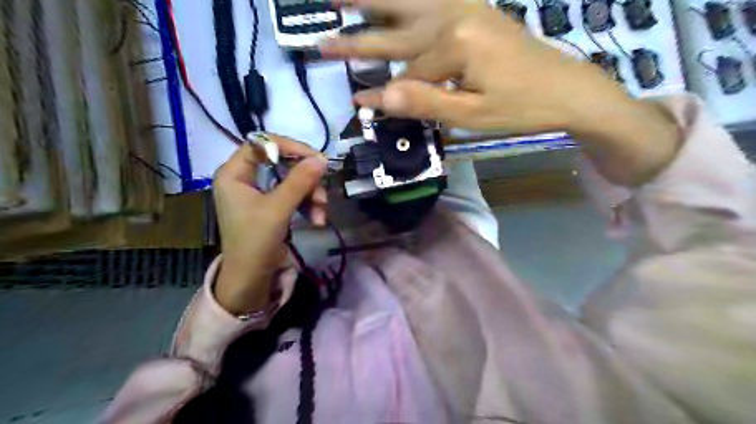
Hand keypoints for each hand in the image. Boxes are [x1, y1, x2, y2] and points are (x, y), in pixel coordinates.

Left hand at [210, 136, 326, 314]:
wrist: (251, 279)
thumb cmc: (255, 242)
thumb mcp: (278, 209)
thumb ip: (299, 181)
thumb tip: (322, 159)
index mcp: (234, 173)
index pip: (262, 144)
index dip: (290, 147)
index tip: (315, 158)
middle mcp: (245, 178)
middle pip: (282, 163)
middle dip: (306, 180)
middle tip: (322, 192)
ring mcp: (260, 193)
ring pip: (293, 180)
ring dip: (312, 195)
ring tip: (321, 215)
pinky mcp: (272, 206)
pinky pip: (294, 195)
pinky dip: (308, 205)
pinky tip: (317, 220)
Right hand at [321, 0, 682, 184]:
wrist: (567, 88)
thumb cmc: (521, 107)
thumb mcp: (472, 116)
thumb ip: (424, 103)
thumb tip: (378, 97)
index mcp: (455, 42)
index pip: (407, 75)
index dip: (383, 96)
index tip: (356, 106)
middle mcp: (455, 14)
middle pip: (396, 33)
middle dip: (357, 41)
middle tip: (321, 41)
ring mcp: (465, 7)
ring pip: (409, 3)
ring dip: (374, 0)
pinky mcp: (473, 9)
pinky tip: (396, 0)